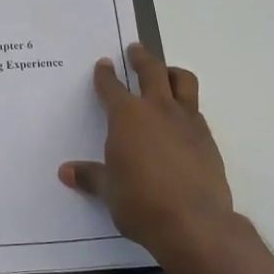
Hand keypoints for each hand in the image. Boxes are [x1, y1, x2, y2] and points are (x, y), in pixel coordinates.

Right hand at [59, 43, 247, 273]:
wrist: (194, 223)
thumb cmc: (140, 203)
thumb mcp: (109, 190)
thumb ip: (90, 176)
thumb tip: (66, 172)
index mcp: (127, 117)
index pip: (112, 87)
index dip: (105, 75)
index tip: (103, 64)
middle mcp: (158, 109)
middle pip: (152, 71)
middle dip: (141, 58)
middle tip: (135, 50)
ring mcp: (187, 121)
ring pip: (183, 81)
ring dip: (172, 72)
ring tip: (166, 73)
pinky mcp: (208, 139)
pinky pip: (196, 110)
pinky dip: (186, 105)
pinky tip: (181, 119)